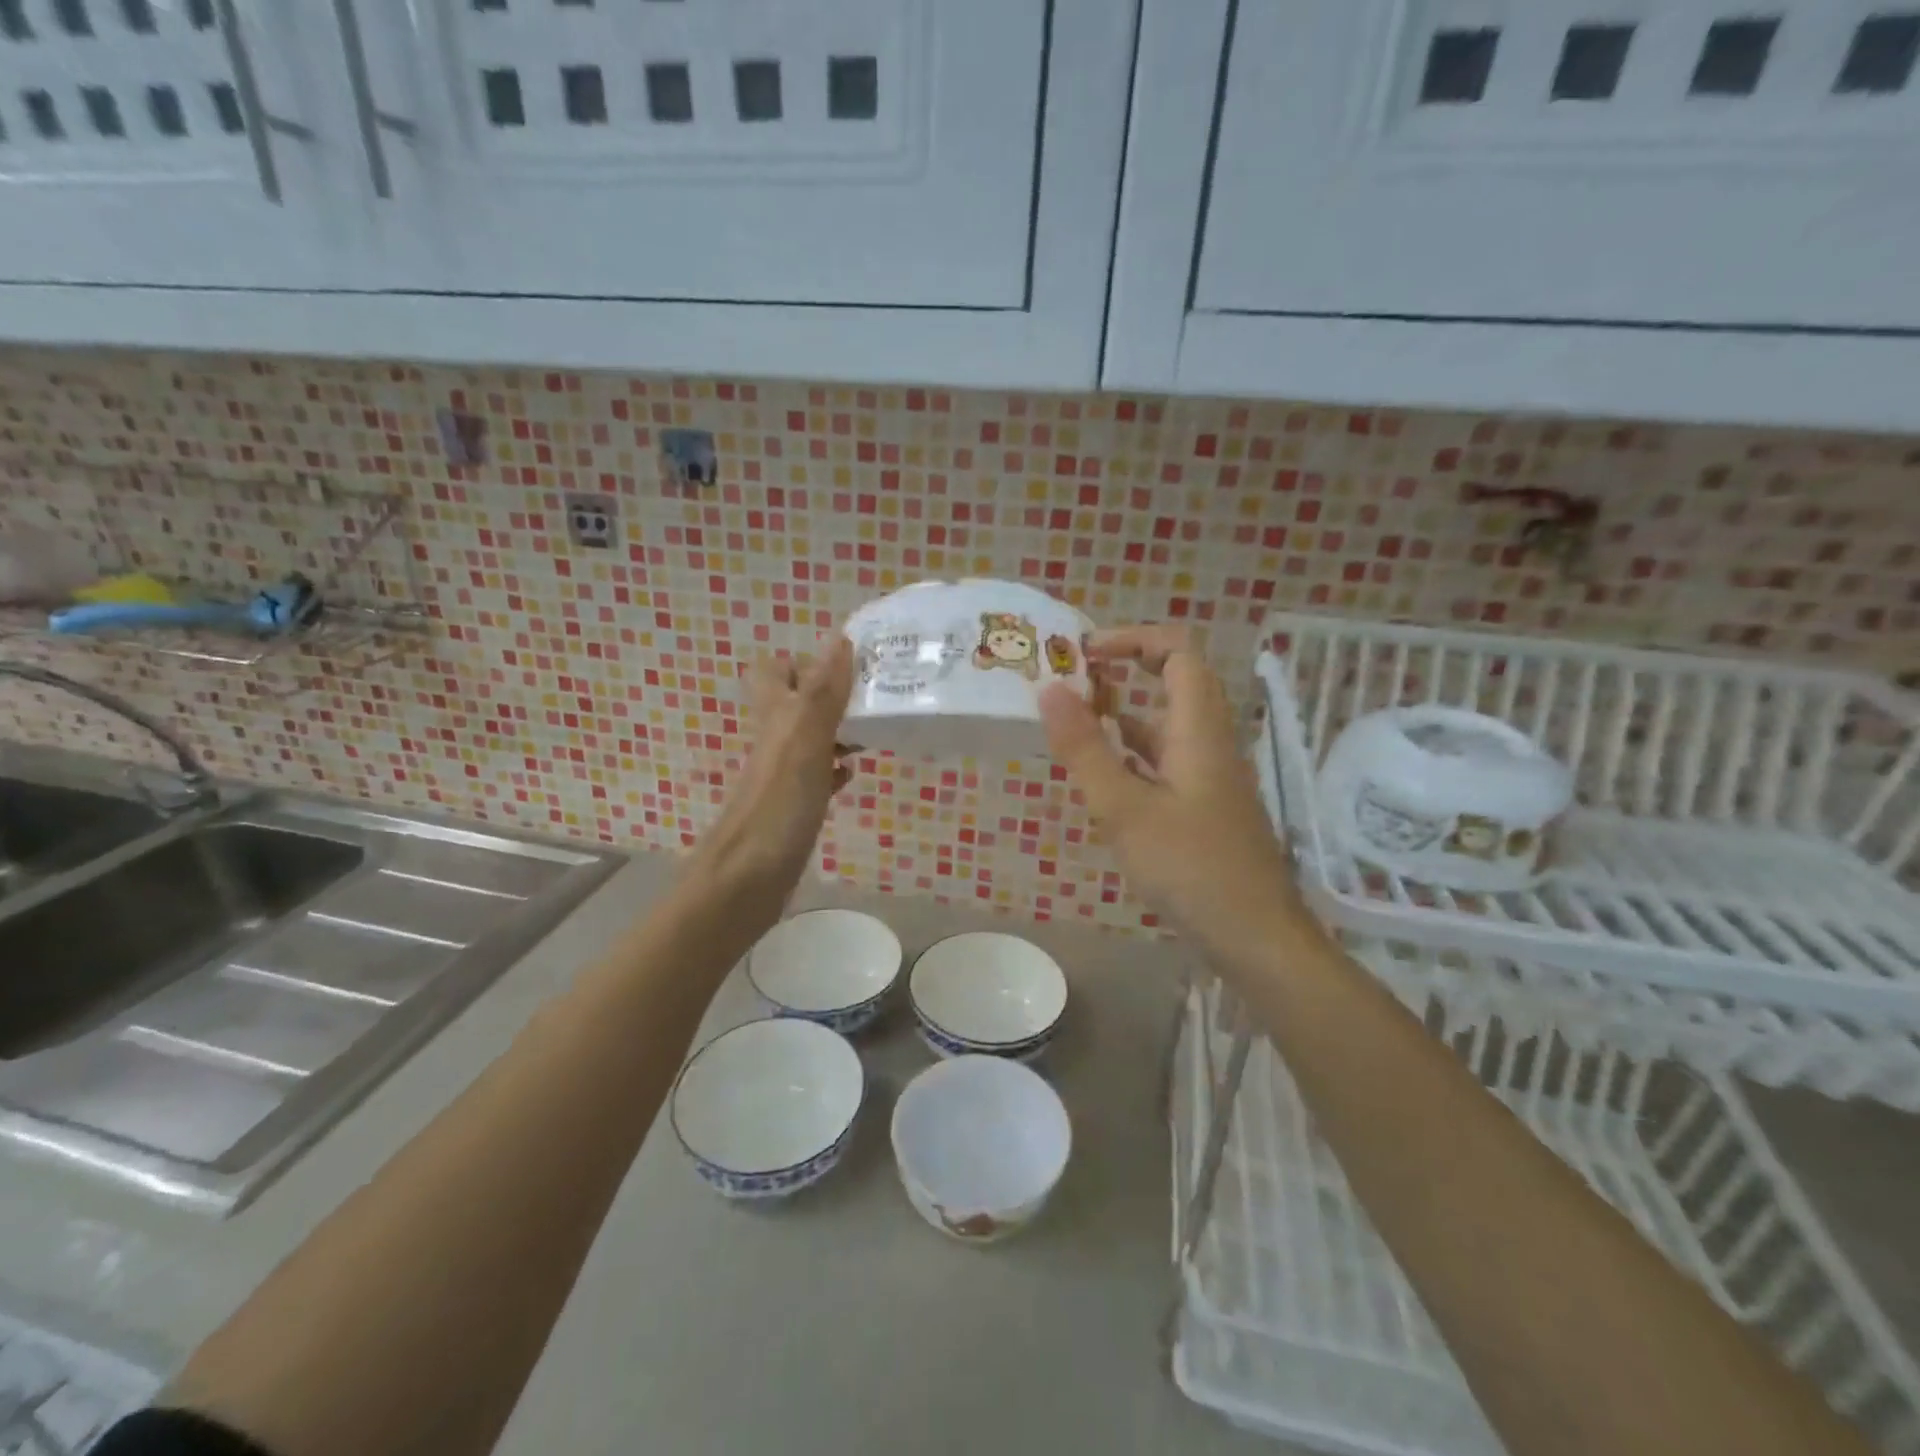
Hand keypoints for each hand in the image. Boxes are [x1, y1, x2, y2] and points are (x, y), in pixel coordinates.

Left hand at [696, 637, 857, 895]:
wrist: (745, 881)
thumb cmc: (777, 808)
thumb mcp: (804, 741)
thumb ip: (823, 692)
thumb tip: (841, 637)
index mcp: (774, 716)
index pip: (777, 668)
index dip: (808, 660)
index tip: (852, 666)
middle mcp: (775, 739)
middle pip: (798, 701)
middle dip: (833, 694)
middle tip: (873, 698)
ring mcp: (781, 774)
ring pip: (810, 736)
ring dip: (839, 729)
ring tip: (874, 730)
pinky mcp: (791, 806)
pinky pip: (815, 774)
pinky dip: (834, 769)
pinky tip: (853, 775)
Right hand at [1039, 626, 1306, 961]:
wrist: (1255, 935)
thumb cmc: (1190, 867)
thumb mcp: (1124, 809)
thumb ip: (1085, 748)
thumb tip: (1049, 688)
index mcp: (1199, 729)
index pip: (1178, 652)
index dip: (1133, 638)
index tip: (1086, 652)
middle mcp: (1210, 741)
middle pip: (1175, 681)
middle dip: (1125, 670)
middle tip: (1073, 680)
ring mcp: (1210, 775)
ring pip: (1167, 725)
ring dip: (1125, 713)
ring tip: (1074, 721)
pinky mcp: (1204, 805)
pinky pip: (1166, 761)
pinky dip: (1133, 753)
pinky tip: (1102, 774)